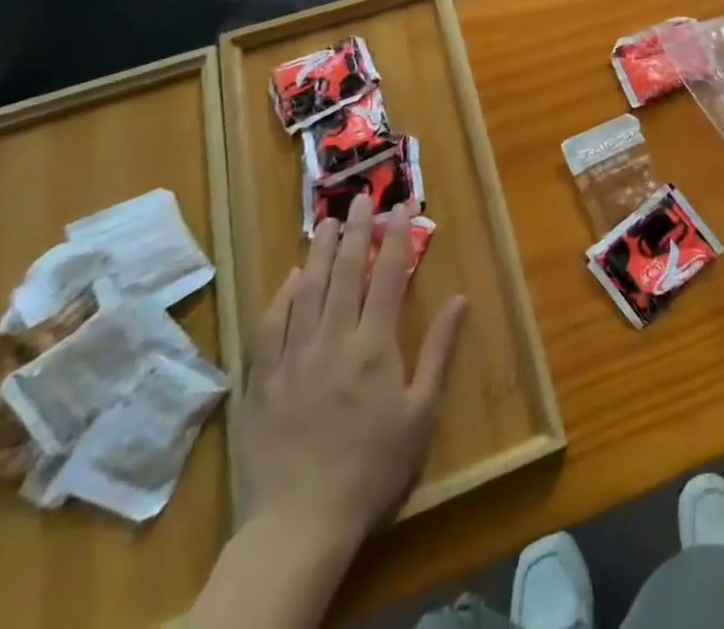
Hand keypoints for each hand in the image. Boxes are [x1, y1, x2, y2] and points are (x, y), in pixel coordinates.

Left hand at [241, 200, 466, 559]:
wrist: (299, 524)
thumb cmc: (372, 468)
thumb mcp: (421, 413)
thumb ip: (438, 350)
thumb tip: (461, 299)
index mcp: (374, 346)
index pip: (388, 276)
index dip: (396, 237)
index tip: (401, 207)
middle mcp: (333, 340)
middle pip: (346, 273)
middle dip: (357, 231)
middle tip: (361, 199)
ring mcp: (293, 358)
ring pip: (308, 290)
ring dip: (321, 252)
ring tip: (327, 222)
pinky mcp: (263, 380)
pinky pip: (271, 325)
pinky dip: (283, 295)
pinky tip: (291, 277)